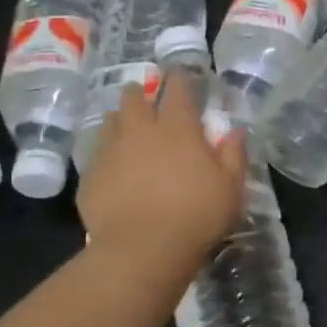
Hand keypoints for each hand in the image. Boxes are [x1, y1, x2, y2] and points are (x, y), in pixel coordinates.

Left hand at [77, 70, 245, 280]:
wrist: (141, 250)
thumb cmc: (196, 216)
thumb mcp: (231, 188)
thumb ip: (233, 155)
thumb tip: (235, 130)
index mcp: (178, 128)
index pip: (178, 89)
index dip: (181, 80)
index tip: (182, 77)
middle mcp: (140, 130)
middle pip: (135, 97)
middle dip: (142, 93)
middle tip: (149, 101)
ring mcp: (110, 151)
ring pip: (112, 121)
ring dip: (122, 120)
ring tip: (130, 131)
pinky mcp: (90, 176)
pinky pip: (97, 153)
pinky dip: (108, 153)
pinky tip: (115, 168)